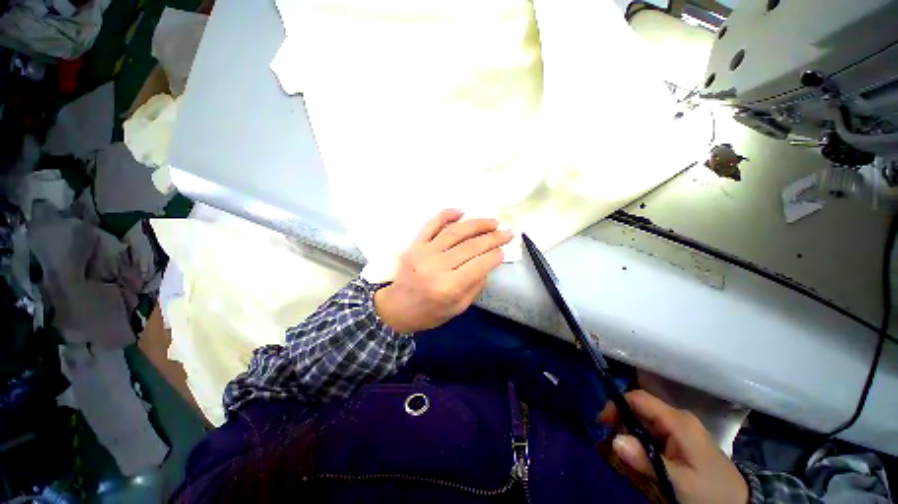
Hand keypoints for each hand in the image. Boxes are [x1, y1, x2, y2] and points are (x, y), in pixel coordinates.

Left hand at [374, 209, 513, 333]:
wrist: (396, 308)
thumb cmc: (429, 312)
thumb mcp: (458, 307)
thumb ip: (475, 285)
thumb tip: (488, 262)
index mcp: (448, 287)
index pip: (479, 265)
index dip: (495, 255)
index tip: (504, 250)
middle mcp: (436, 267)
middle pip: (470, 246)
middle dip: (492, 238)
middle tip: (507, 232)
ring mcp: (424, 252)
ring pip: (454, 232)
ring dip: (476, 224)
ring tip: (492, 222)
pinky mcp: (415, 244)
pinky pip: (431, 224)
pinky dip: (446, 215)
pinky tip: (461, 211)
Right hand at [598, 390, 748, 503]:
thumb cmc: (711, 492)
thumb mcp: (679, 482)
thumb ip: (646, 460)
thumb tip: (614, 440)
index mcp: (677, 421)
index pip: (637, 399)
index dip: (616, 405)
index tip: (602, 424)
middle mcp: (676, 419)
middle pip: (638, 410)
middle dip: (621, 425)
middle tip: (612, 447)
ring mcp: (679, 430)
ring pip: (643, 423)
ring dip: (630, 437)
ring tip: (626, 459)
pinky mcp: (680, 441)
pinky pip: (652, 435)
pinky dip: (641, 445)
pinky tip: (641, 461)